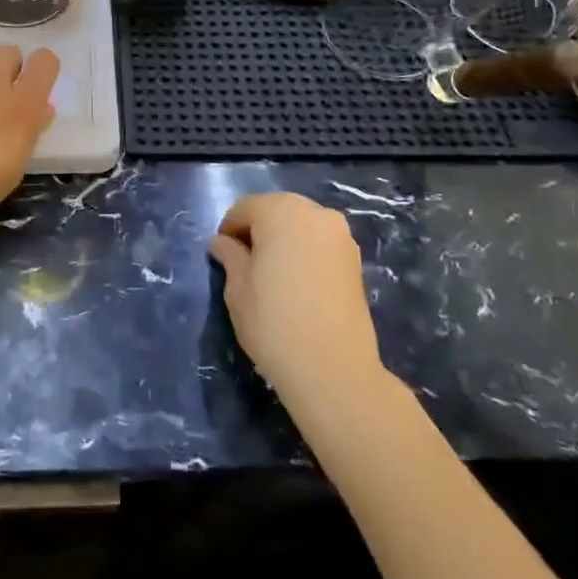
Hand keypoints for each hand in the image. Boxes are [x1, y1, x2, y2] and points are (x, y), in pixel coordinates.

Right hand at [208, 193, 381, 398]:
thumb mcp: (237, 288)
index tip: (222, 257)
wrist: (333, 370)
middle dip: (258, 230)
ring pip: (300, 224)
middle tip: (245, 263)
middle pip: (276, 210)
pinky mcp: (355, 260)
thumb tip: (223, 243)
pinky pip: (320, 242)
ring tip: (273, 275)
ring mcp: (340, 235)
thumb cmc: (273, 322)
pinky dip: (305, 252)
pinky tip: (297, 282)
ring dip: (283, 239)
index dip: (229, 230)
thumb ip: (230, 256)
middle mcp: (314, 213)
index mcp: (280, 211)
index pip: (245, 208)